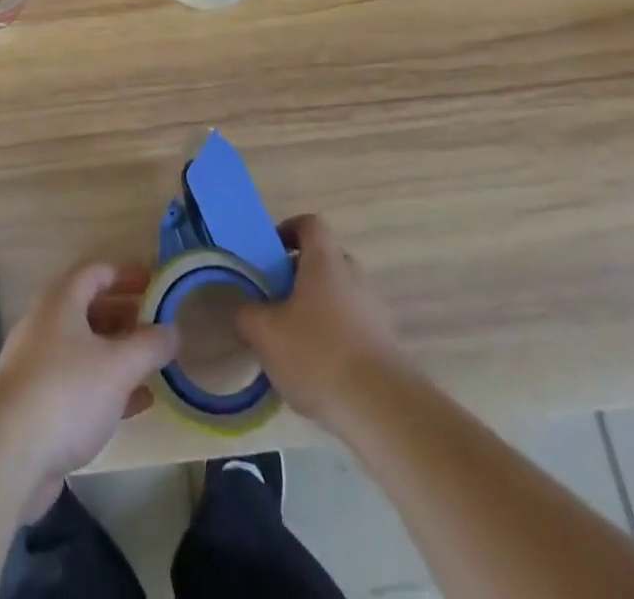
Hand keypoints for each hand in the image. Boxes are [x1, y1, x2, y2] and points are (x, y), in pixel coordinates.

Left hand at [0, 261, 177, 511]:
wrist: (6, 455)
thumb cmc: (66, 393)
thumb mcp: (118, 366)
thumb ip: (150, 346)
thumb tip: (173, 330)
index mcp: (61, 301)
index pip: (96, 272)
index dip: (126, 274)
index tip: (155, 283)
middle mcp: (46, 325)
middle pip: (89, 309)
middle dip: (125, 315)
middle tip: (156, 327)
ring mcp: (37, 365)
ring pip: (84, 348)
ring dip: (118, 353)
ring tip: (151, 365)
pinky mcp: (36, 403)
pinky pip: (77, 383)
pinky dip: (106, 385)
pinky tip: (135, 404)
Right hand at [236, 214, 403, 431]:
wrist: (383, 410)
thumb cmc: (318, 355)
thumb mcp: (265, 333)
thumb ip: (247, 315)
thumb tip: (245, 311)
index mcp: (325, 262)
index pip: (310, 224)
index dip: (289, 229)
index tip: (271, 251)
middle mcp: (354, 277)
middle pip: (327, 259)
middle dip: (301, 273)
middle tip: (278, 297)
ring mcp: (375, 311)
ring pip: (342, 295)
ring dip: (320, 307)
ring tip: (296, 340)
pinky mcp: (388, 345)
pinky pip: (356, 327)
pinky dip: (337, 337)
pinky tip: (320, 370)